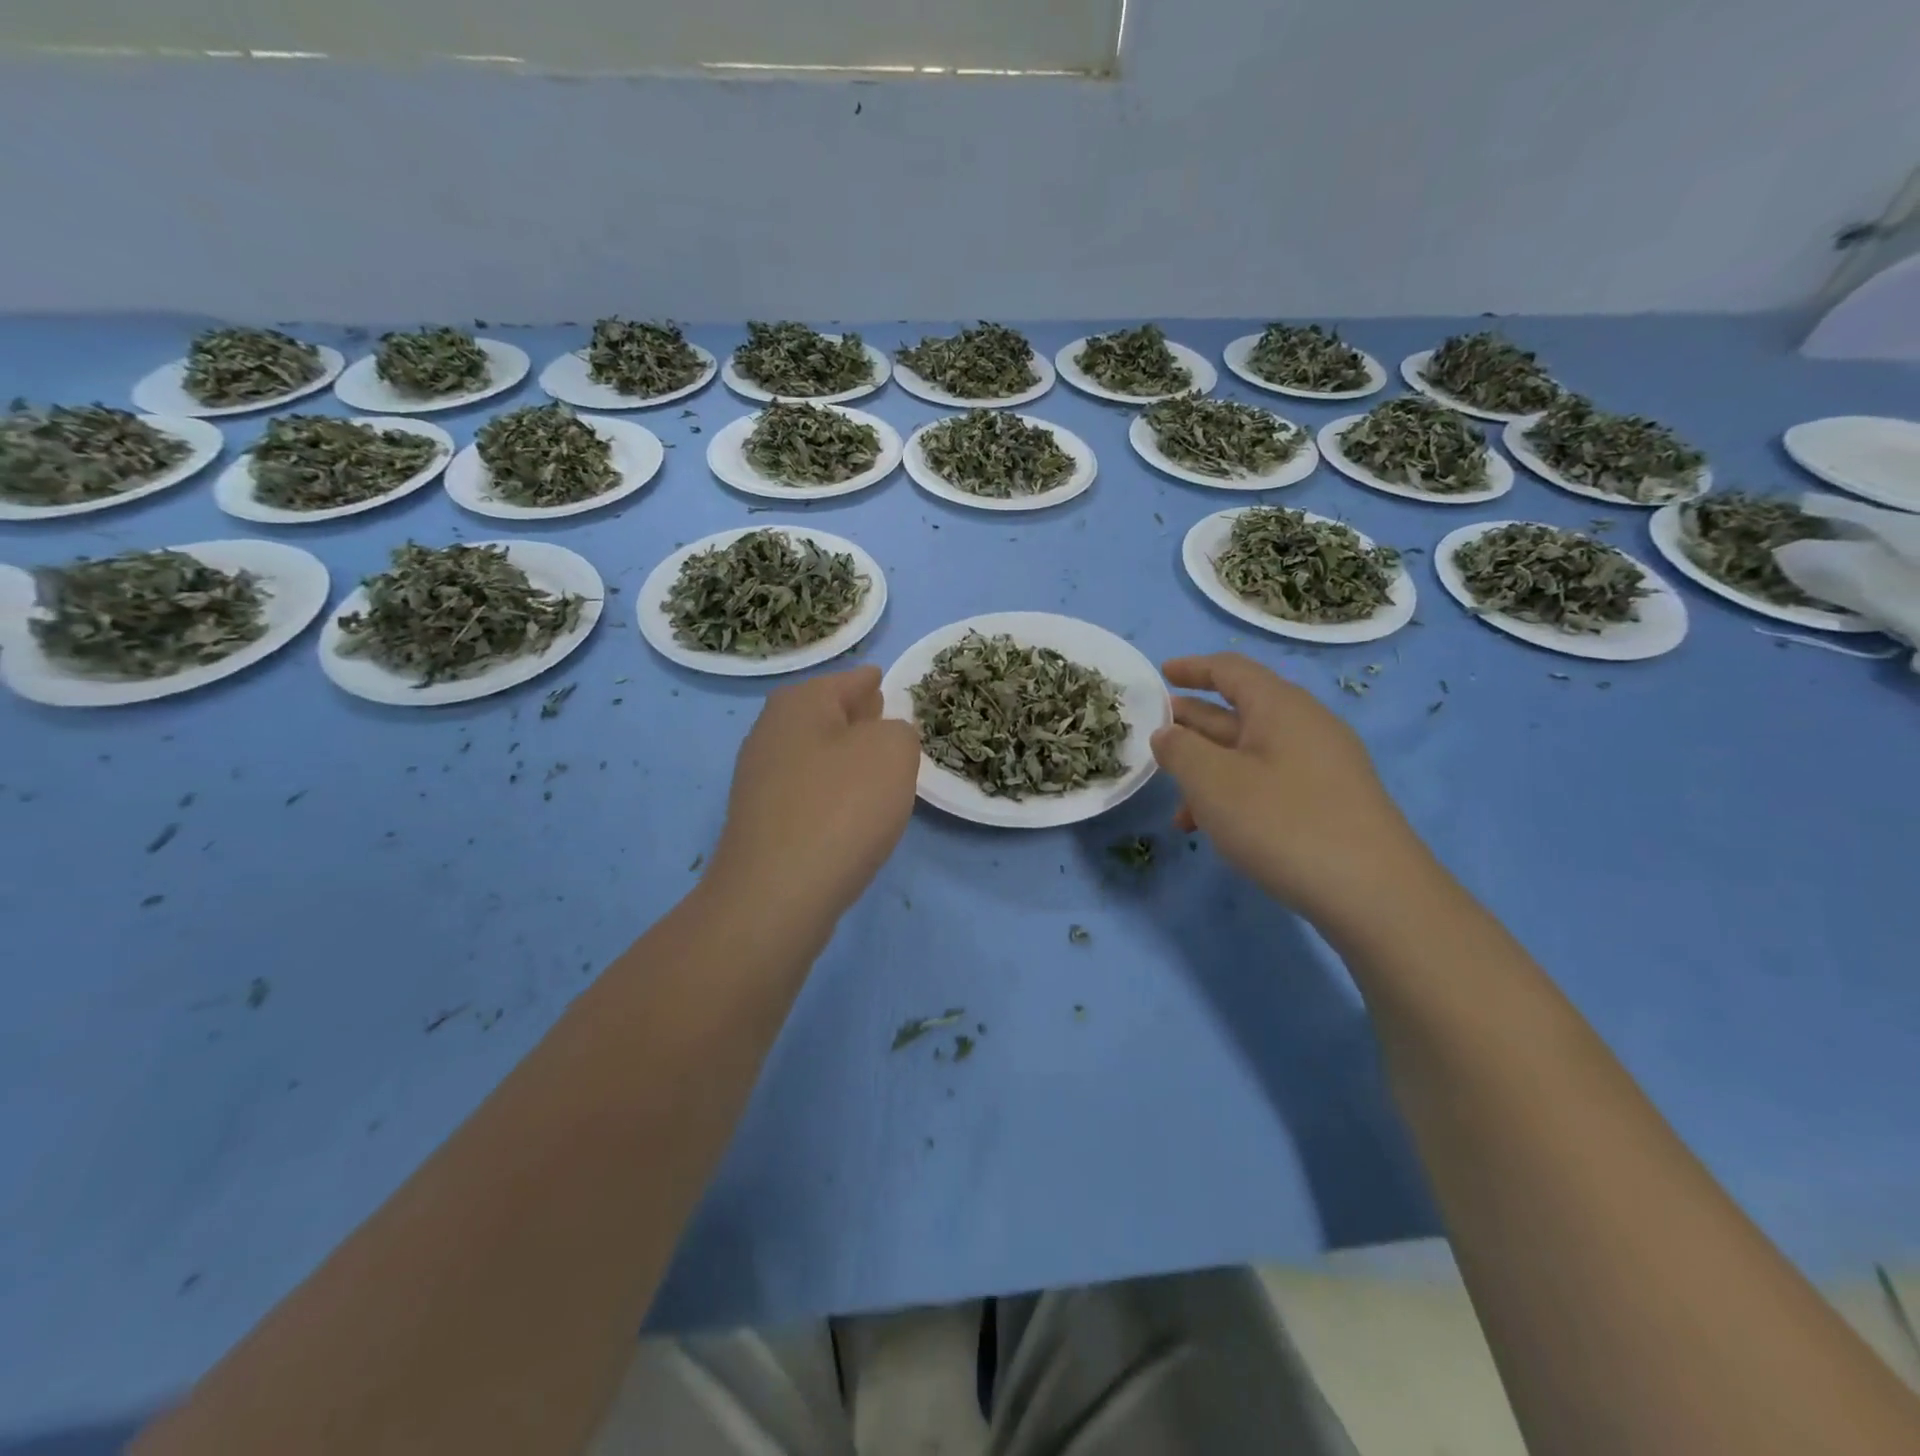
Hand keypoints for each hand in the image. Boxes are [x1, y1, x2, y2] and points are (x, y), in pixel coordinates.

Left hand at [708, 666, 920, 937]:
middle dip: (856, 716)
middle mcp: (771, 733)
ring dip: (844, 757)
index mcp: (800, 704)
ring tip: (877, 766)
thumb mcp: (892, 751)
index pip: (847, 681)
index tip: (884, 681)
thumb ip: (899, 730)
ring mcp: (760, 780)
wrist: (777, 895)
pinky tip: (851, 809)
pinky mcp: (762, 822)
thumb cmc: (841, 807)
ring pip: (815, 753)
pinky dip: (831, 791)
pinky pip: (807, 791)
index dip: (870, 681)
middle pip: (824, 714)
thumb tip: (884, 737)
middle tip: (885, 717)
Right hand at [1151, 653, 1431, 924]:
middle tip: (1154, 733)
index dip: (1192, 668)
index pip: (1230, 670)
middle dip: (1193, 722)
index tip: (1160, 674)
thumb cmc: (1283, 823)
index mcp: (1280, 707)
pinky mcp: (1328, 803)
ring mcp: (1321, 767)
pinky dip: (1234, 795)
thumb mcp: (1214, 782)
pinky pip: (1269, 783)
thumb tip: (1166, 733)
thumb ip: (1180, 750)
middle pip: (1239, 711)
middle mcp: (1304, 727)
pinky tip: (1212, 830)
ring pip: (1250, 754)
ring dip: (1208, 770)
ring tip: (1174, 802)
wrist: (1375, 895)